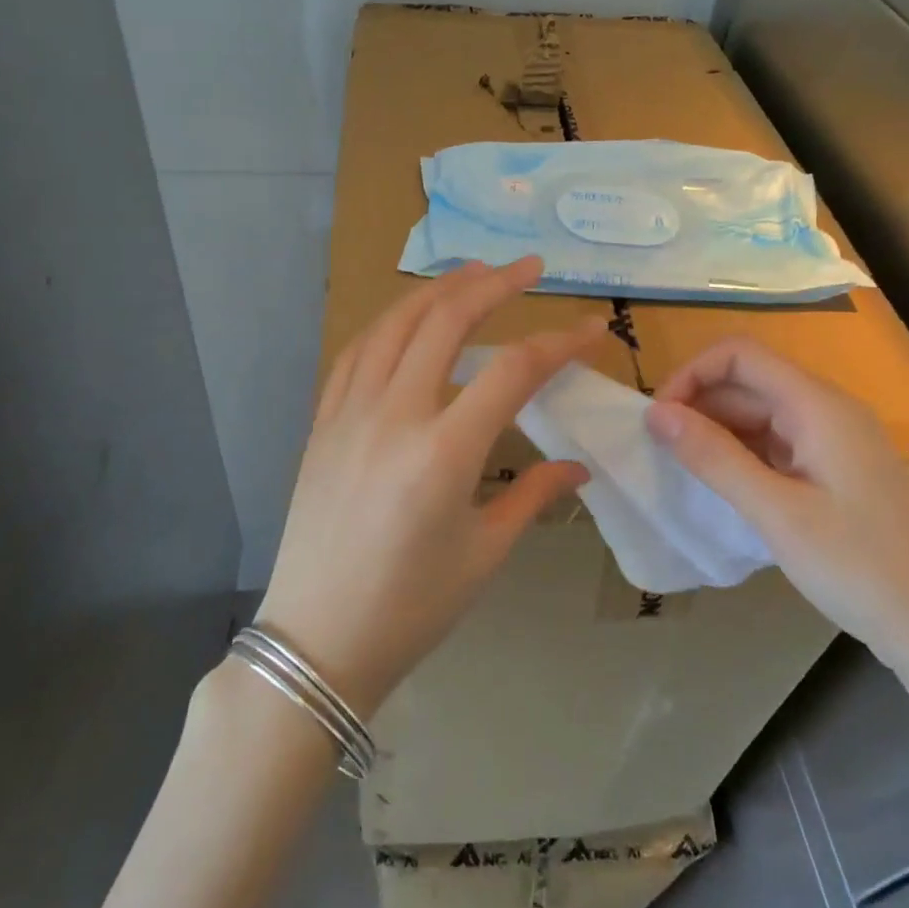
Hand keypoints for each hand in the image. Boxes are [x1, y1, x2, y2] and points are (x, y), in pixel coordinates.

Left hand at [256, 258, 608, 719]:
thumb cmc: (411, 608)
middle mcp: (393, 415)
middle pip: (445, 320)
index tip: (592, 330)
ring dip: (437, 289)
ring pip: (394, 323)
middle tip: (529, 267)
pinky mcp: (323, 422)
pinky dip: (390, 322)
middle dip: (493, 283)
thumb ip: (534, 496)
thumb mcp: (484, 554)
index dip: (558, 343)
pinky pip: (357, 352)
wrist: (316, 640)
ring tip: (473, 273)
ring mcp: (349, 413)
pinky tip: (409, 318)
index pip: (512, 371)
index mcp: (443, 453)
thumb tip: (579, 467)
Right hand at [645, 337, 908, 681]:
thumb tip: (655, 414)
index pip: (740, 355)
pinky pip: (775, 445)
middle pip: (748, 383)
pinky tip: (722, 487)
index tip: (659, 418)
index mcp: (818, 406)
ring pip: (759, 415)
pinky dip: (741, 456)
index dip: (692, 374)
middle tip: (661, 451)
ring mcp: (833, 442)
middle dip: (698, 406)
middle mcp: (826, 411)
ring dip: (717, 433)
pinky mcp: (834, 471)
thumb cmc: (860, 567)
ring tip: (684, 471)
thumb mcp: (776, 512)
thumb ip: (713, 457)